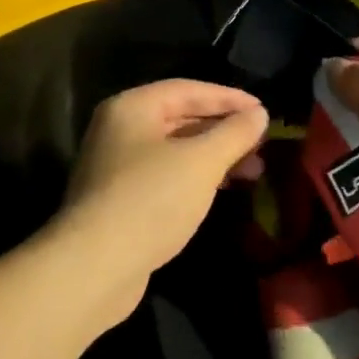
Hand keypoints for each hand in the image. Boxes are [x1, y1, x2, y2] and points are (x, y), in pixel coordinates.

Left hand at [54, 80, 267, 314]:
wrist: (94, 268)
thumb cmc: (151, 200)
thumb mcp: (202, 161)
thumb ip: (234, 133)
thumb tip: (259, 113)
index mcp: (131, 108)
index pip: (188, 90)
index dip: (230, 98)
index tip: (264, 111)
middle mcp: (119, 130)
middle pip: (181, 118)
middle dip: (224, 130)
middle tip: (261, 144)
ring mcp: (116, 167)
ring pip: (176, 151)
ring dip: (215, 157)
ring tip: (252, 172)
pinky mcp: (120, 201)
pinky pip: (167, 177)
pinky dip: (196, 178)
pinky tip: (221, 191)